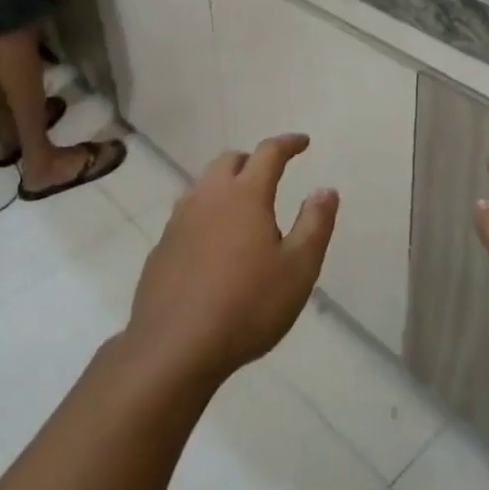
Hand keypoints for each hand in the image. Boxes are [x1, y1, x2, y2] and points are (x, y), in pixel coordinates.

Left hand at [125, 135, 339, 386]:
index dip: (288, 143)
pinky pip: (188, 216)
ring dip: (226, 186)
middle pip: (230, 161)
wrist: (174, 347)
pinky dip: (206, 216)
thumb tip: (326, 189)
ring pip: (204, 186)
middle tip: (271, 177)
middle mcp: (208, 196)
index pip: (269, 153)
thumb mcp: (298, 269)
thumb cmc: (247, 305)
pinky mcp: (162, 247)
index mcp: (245, 195)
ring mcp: (179, 220)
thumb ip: (315, 224)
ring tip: (243, 212)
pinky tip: (214, 247)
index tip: (303, 142)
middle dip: (253, 161)